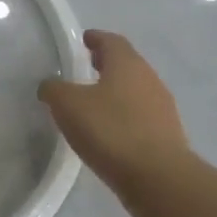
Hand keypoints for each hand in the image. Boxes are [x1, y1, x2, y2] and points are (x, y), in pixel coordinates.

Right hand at [38, 31, 190, 199]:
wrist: (157, 177)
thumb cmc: (110, 130)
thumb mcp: (67, 105)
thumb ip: (54, 89)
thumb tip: (50, 85)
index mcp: (127, 64)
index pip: (111, 41)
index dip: (95, 38)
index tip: (83, 40)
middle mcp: (149, 79)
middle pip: (126, 64)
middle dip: (105, 64)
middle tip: (84, 69)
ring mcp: (162, 108)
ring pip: (134, 90)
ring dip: (115, 91)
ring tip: (92, 102)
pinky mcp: (166, 134)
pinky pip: (140, 115)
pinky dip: (123, 115)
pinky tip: (108, 130)